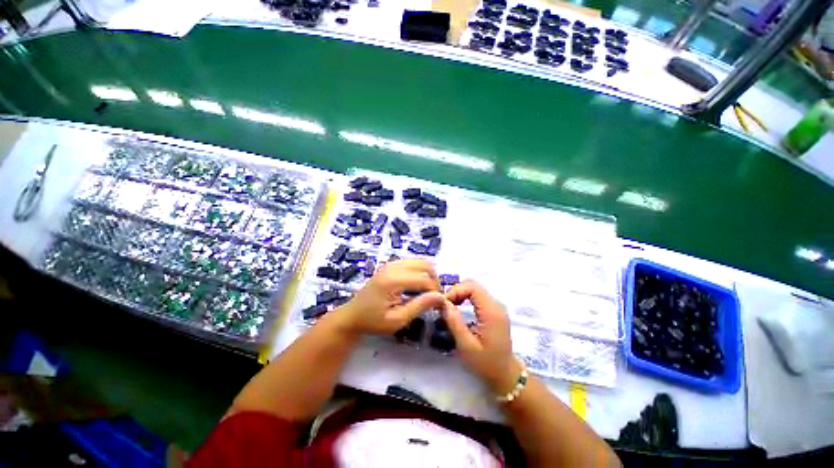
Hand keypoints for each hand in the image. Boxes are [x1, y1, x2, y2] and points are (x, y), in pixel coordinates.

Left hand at [334, 259, 444, 336]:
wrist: (353, 316)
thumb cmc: (373, 321)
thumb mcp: (397, 320)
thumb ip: (419, 306)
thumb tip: (441, 297)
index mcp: (393, 280)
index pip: (425, 279)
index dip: (436, 291)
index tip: (438, 305)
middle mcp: (392, 267)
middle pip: (425, 265)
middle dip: (434, 281)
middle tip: (434, 299)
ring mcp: (390, 264)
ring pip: (420, 262)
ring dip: (428, 276)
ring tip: (427, 294)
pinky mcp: (389, 266)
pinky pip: (411, 263)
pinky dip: (420, 273)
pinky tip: (417, 289)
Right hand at [443, 281, 523, 394]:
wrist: (504, 373)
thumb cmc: (485, 362)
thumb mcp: (466, 345)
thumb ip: (454, 322)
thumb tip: (442, 304)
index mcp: (491, 312)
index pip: (472, 287)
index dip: (455, 291)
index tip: (442, 305)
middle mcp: (497, 306)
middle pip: (474, 286)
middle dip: (456, 293)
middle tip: (442, 308)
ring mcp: (498, 310)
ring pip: (476, 292)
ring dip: (460, 297)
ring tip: (447, 312)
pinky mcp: (495, 315)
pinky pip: (480, 300)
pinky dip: (466, 302)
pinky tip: (458, 315)